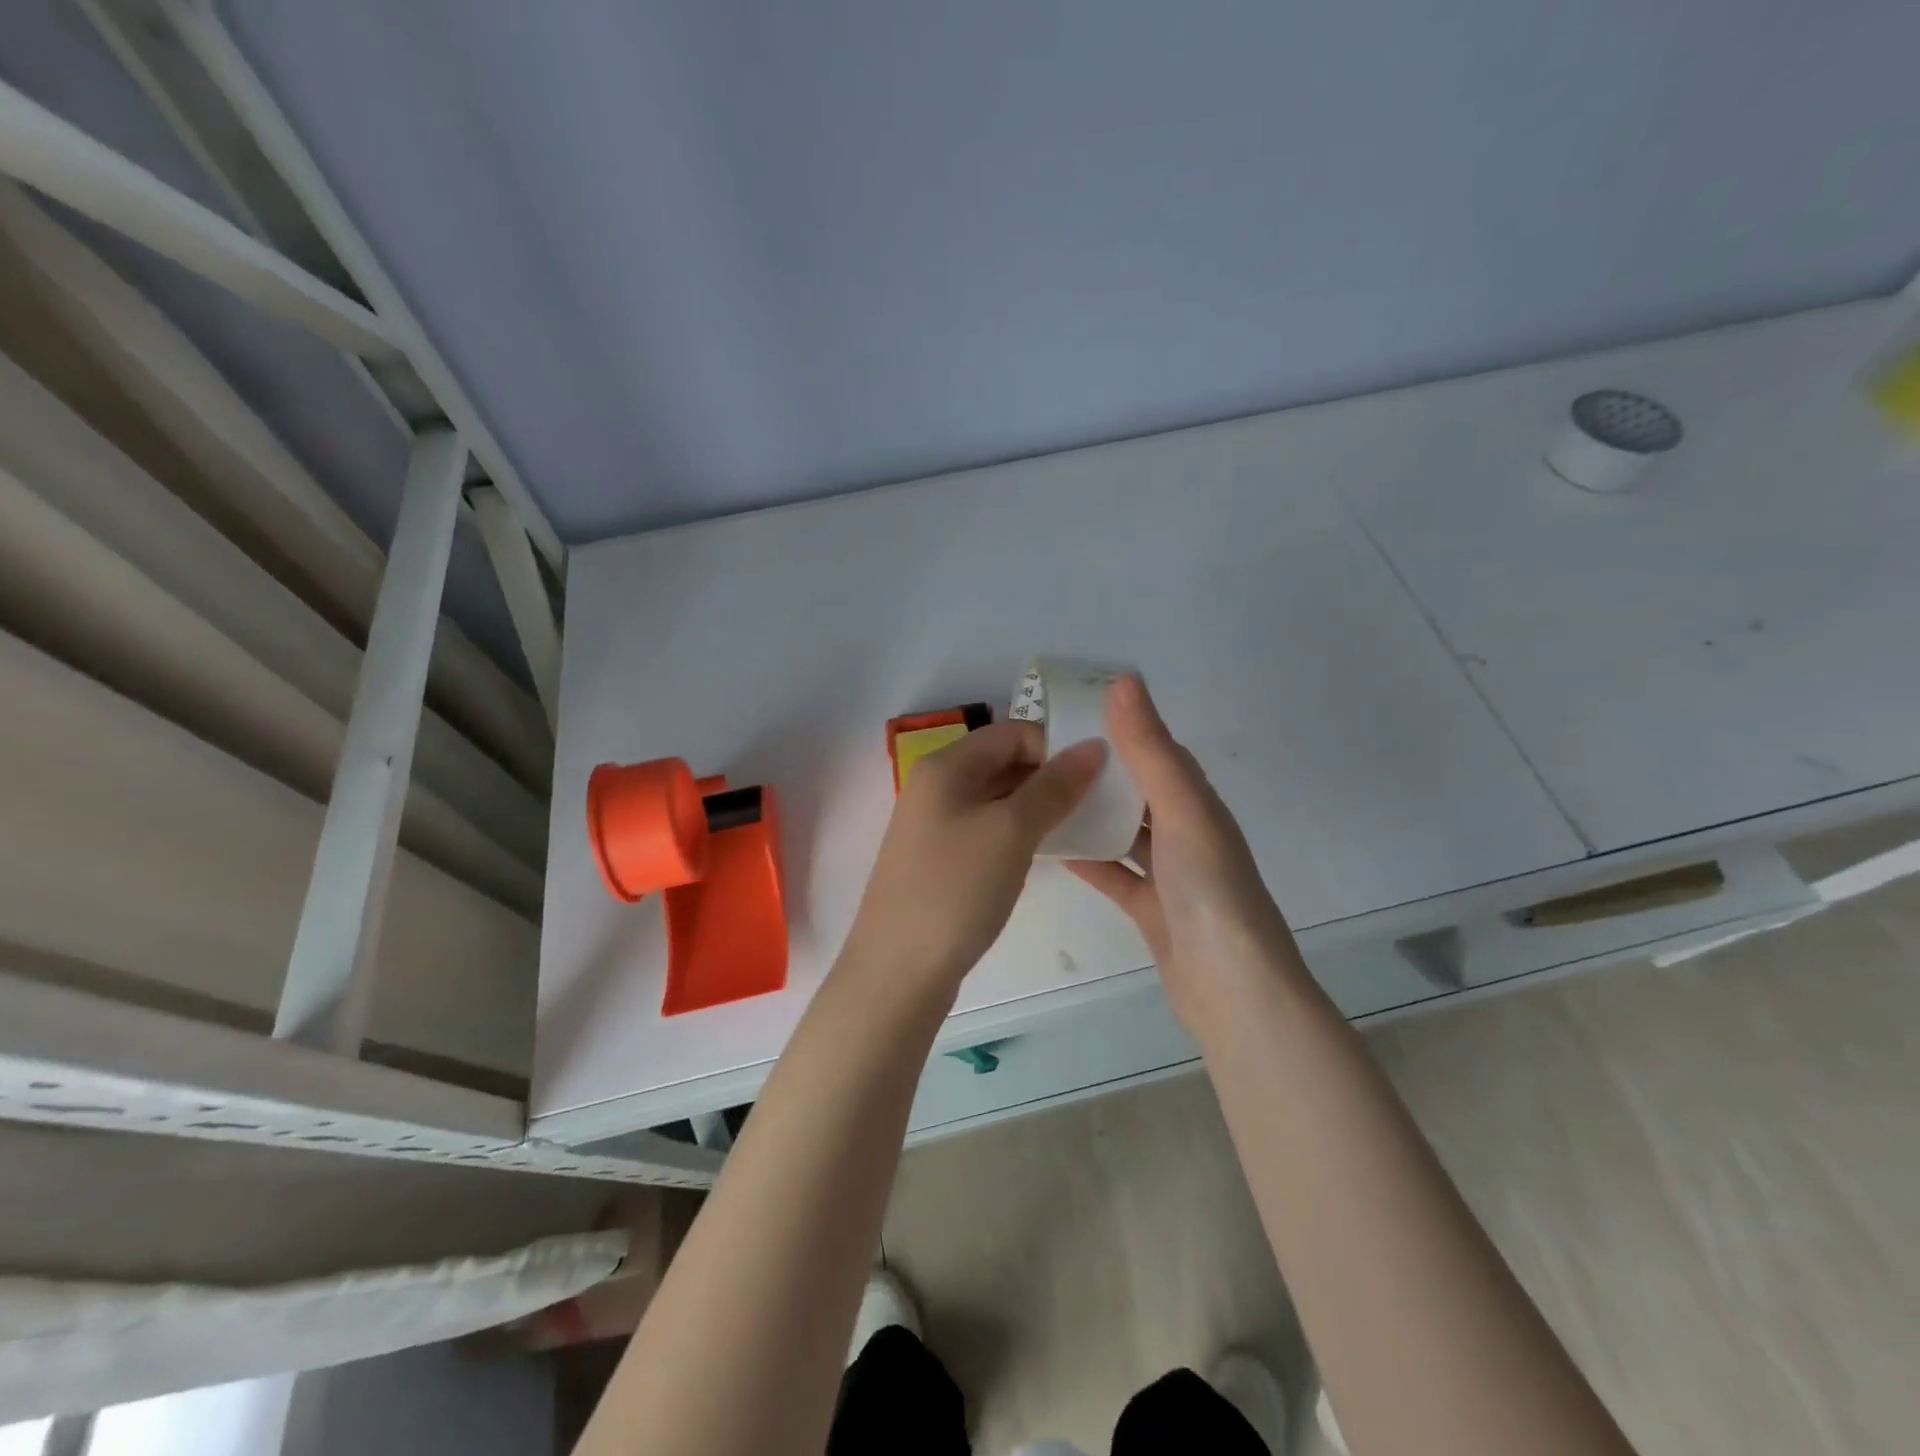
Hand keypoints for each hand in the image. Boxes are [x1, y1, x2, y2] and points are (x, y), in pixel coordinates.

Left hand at [841, 719, 1105, 995]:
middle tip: (1093, 805)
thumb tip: (1094, 745)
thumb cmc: (956, 890)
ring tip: (1076, 830)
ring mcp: (934, 825)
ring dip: (1036, 808)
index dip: (1054, 747)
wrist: (898, 971)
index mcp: (945, 766)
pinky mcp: (939, 859)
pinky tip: (1040, 856)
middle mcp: (935, 787)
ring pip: (997, 799)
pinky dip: (1016, 834)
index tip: (1094, 778)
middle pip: (1003, 762)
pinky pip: (986, 830)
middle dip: (1049, 777)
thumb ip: (1054, 786)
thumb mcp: (1011, 832)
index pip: (1011, 732)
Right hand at [1066, 676, 1298, 1028]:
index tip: (1074, 712)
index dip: (1123, 728)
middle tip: (1043, 755)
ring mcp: (1171, 876)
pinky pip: (1115, 874)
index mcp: (1199, 804)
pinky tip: (1052, 850)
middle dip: (1100, 772)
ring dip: (1091, 815)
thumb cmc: (1210, 889)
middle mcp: (1187, 834)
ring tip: (1041, 795)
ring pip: (1125, 833)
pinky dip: (1089, 860)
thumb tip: (1124, 680)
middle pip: (1139, 792)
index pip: (1159, 751)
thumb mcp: (1181, 809)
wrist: (1232, 988)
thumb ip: (1151, 749)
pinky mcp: (1152, 911)